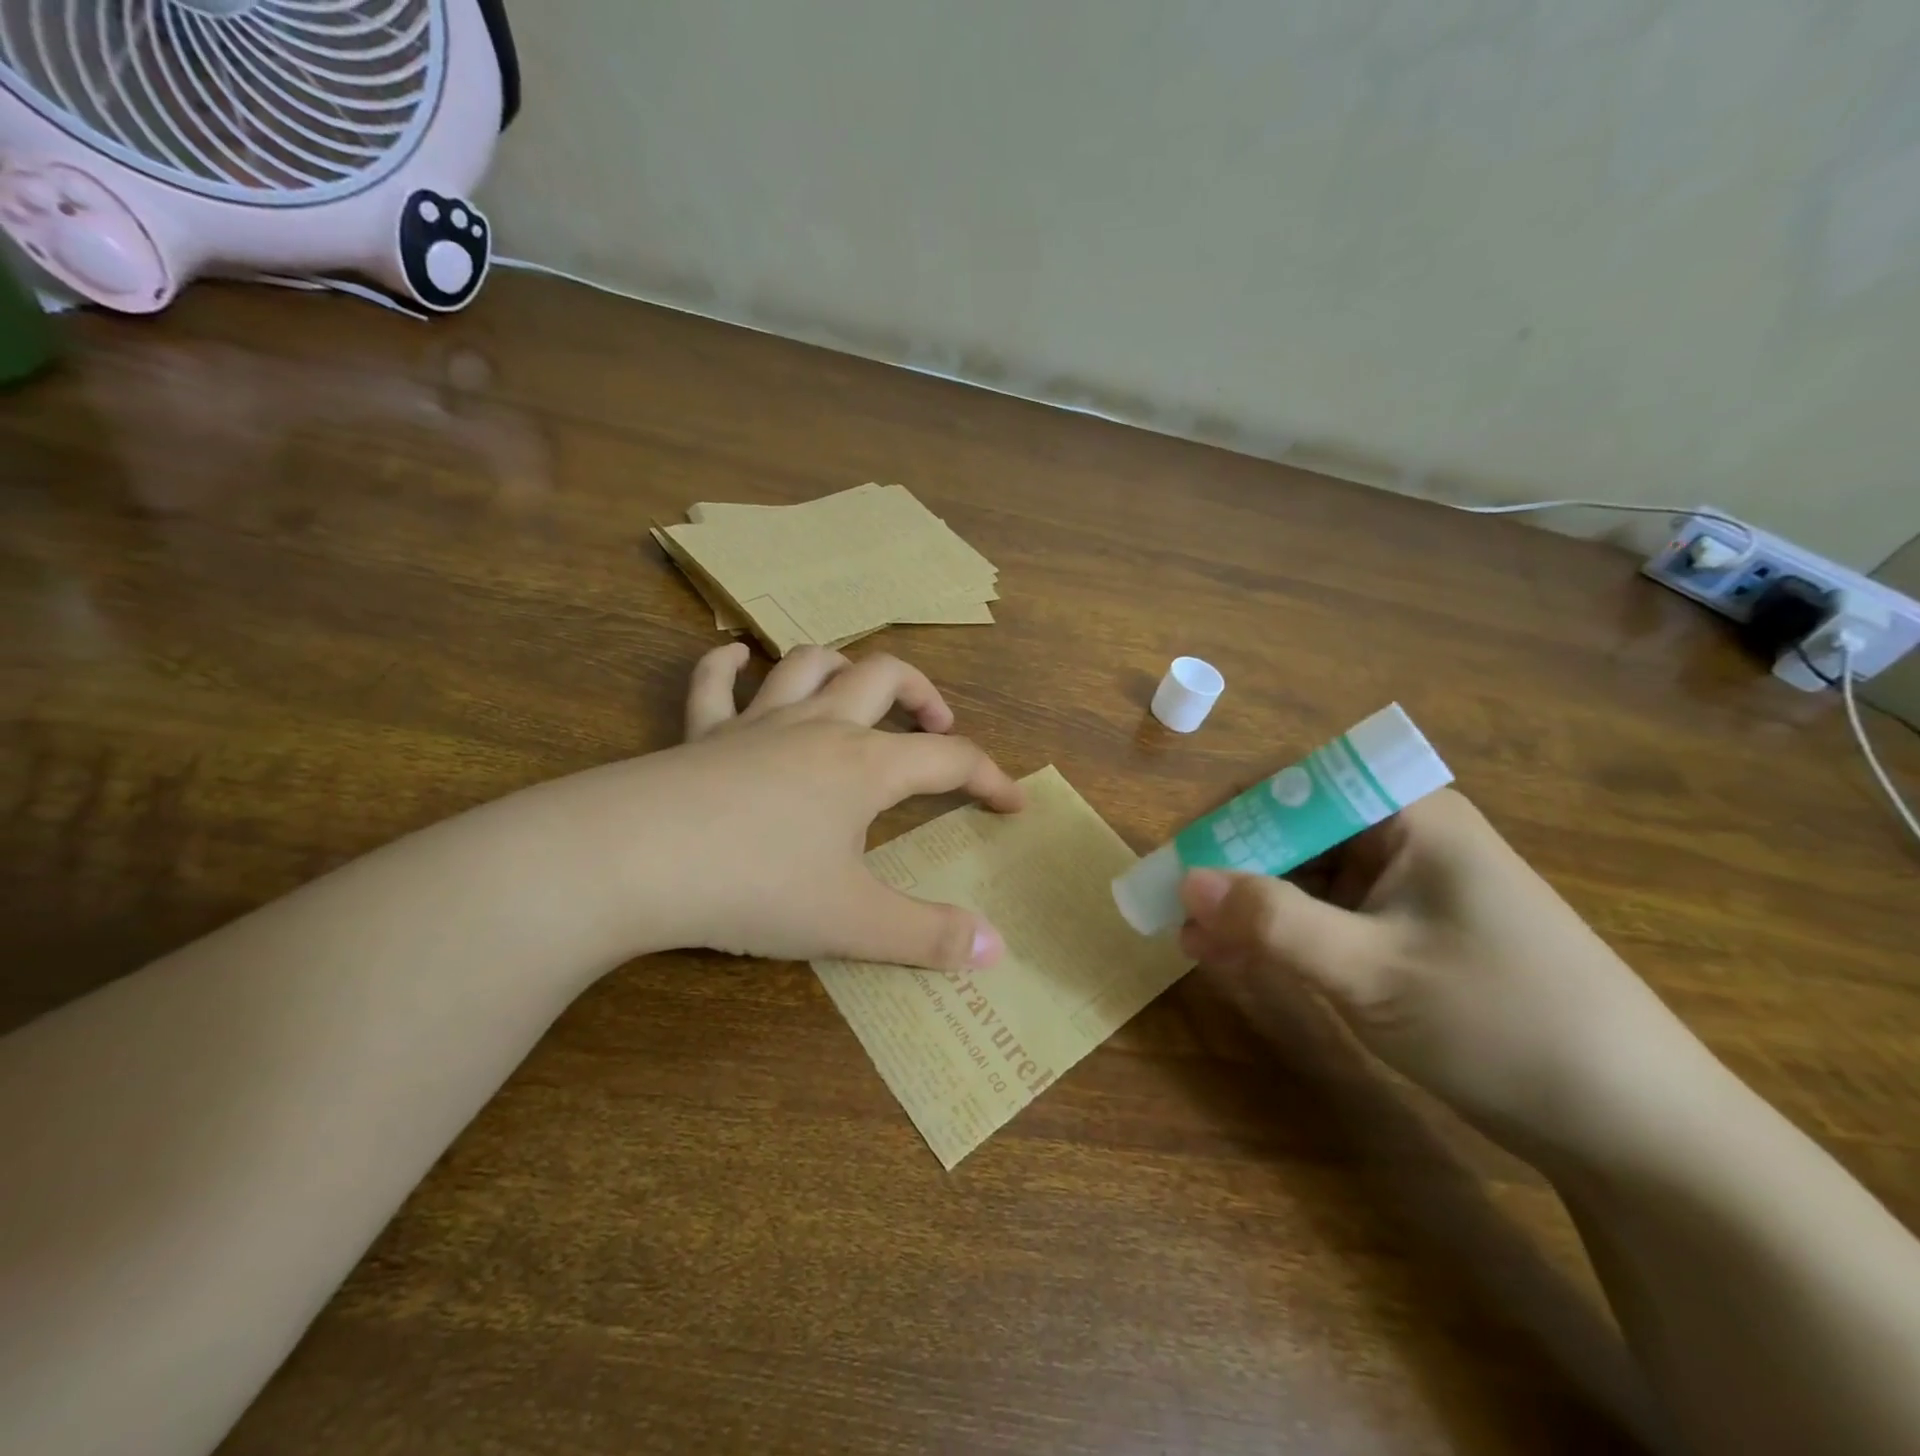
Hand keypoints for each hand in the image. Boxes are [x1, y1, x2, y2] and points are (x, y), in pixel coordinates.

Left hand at [559, 644, 1023, 968]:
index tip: (1012, 802)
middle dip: (923, 693)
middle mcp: (819, 727)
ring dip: (843, 666)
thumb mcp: (853, 922)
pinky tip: (735, 659)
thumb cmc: (756, 885)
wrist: (633, 860)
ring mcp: (756, 723)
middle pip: (885, 676)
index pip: (949, 757)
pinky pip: (713, 683)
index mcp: (865, 766)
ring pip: (810, 664)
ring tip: (857, 691)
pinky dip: (727, 665)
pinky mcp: (700, 734)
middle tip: (937, 722)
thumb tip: (997, 950)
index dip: (989, 777)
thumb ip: (929, 936)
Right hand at [1177, 789, 1713, 1164]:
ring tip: (1193, 945)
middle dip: (1232, 870)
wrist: (1639, 1131)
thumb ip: (1273, 921)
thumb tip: (1185, 881)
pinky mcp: (1408, 935)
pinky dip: (1281, 937)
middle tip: (1178, 912)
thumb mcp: (1372, 972)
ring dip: (1249, 908)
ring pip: (1305, 879)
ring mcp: (1408, 889)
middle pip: (1295, 831)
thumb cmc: (1506, 1025)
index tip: (1184, 858)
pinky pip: (1327, 919)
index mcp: (1409, 817)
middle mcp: (1405, 839)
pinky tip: (1236, 962)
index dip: (1232, 813)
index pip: (1297, 784)